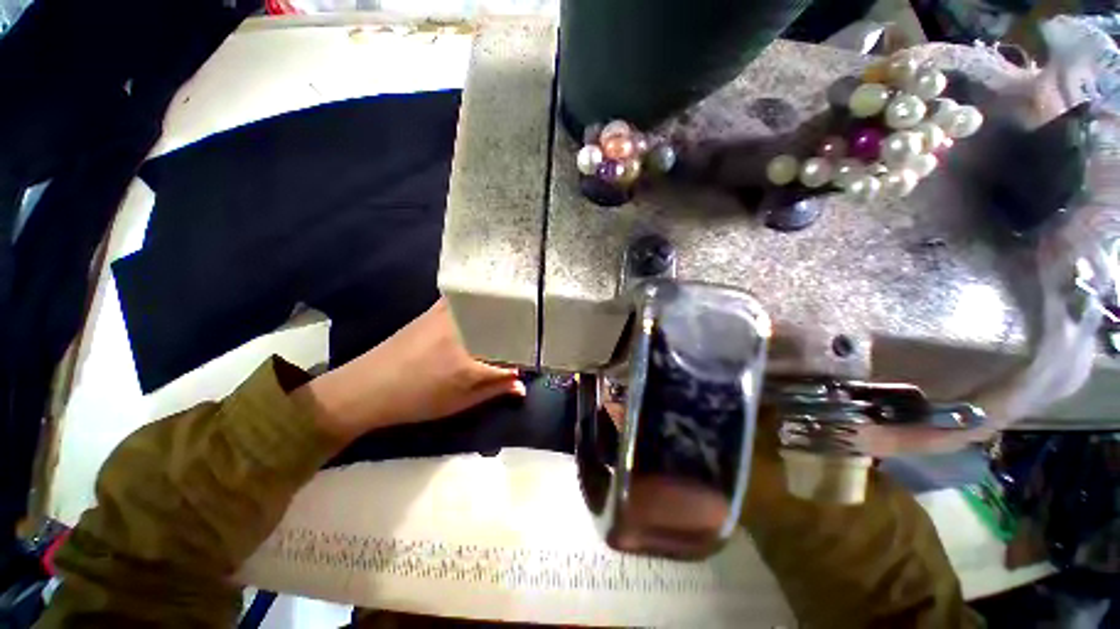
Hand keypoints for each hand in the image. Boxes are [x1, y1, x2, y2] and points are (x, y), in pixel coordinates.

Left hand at [295, 299, 525, 442]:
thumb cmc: (416, 401)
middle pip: (502, 326)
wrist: (368, 387)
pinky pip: (465, 299)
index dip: (523, 361)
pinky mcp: (436, 310)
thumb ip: (493, 391)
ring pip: (485, 307)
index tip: (531, 362)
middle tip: (531, 334)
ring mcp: (448, 318)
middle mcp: (463, 334)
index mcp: (469, 363)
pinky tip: (486, 301)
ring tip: (516, 313)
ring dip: (502, 310)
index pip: (510, 358)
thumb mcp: (458, 403)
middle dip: (520, 330)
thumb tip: (522, 386)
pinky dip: (479, 299)